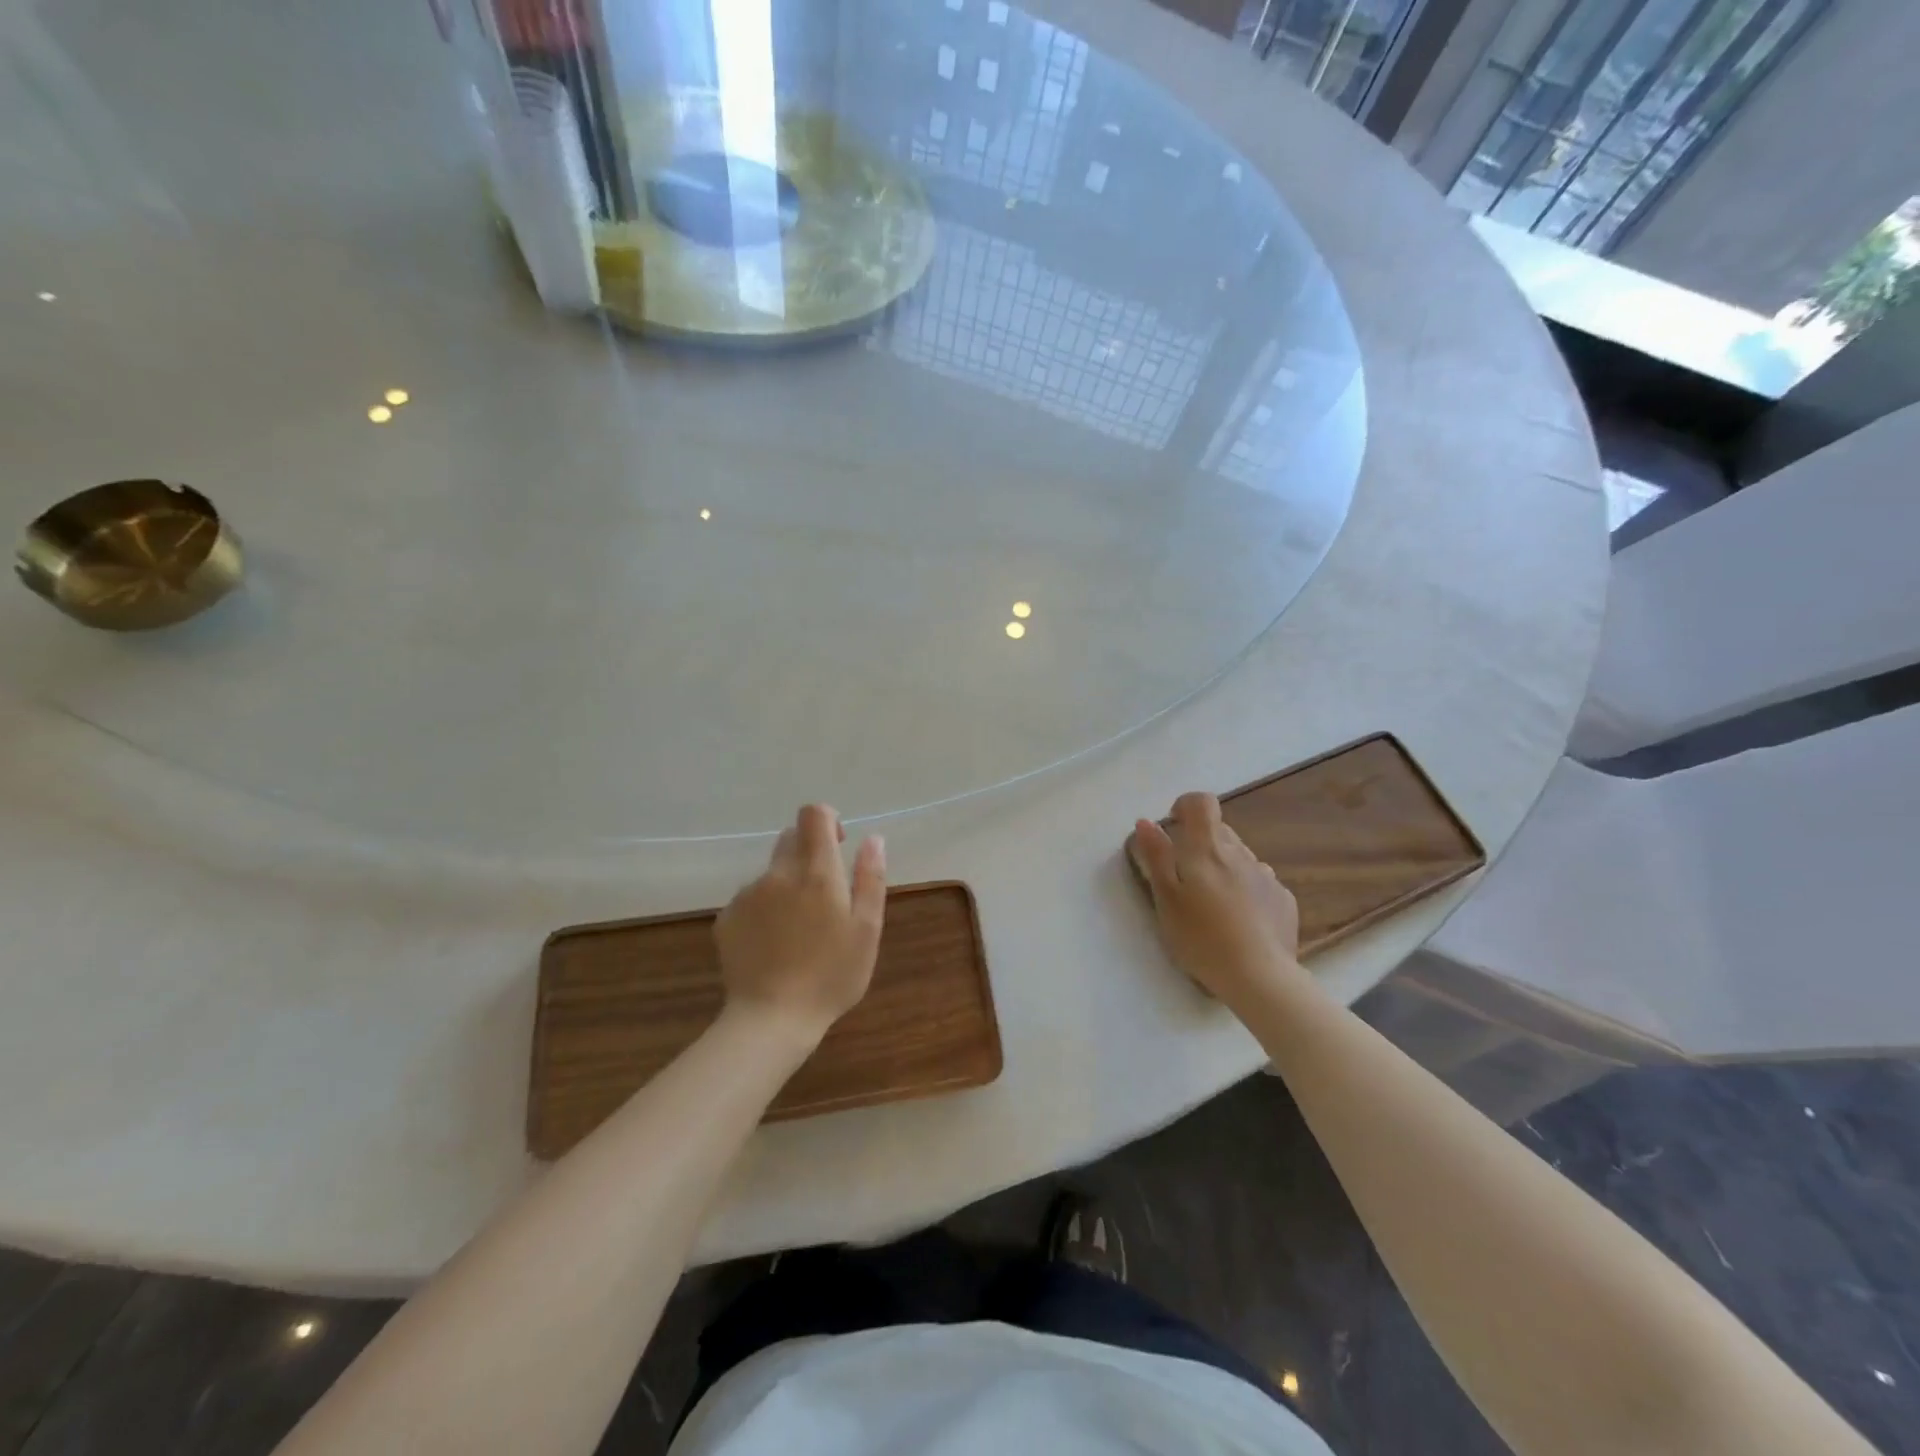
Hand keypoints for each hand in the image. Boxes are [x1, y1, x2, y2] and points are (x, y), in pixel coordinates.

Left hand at [715, 804, 886, 1038]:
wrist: (771, 1019)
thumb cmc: (831, 976)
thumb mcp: (867, 930)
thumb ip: (870, 878)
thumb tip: (873, 839)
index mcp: (816, 872)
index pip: (814, 815)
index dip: (828, 820)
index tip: (839, 845)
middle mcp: (778, 874)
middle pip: (791, 838)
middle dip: (809, 853)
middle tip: (825, 897)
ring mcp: (748, 895)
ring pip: (772, 873)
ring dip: (787, 885)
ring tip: (799, 930)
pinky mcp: (727, 918)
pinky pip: (751, 899)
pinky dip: (765, 910)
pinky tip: (774, 945)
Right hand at [1129, 792, 1303, 1010]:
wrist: (1259, 977)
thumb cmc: (1201, 937)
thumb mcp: (1166, 898)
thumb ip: (1156, 856)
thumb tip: (1147, 822)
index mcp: (1208, 849)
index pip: (1202, 803)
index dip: (1186, 806)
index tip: (1174, 826)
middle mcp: (1241, 854)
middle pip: (1220, 831)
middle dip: (1201, 844)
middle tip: (1185, 879)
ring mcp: (1266, 876)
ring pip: (1240, 858)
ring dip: (1224, 869)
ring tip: (1213, 905)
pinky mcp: (1283, 899)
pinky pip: (1259, 883)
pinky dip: (1246, 891)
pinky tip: (1240, 922)